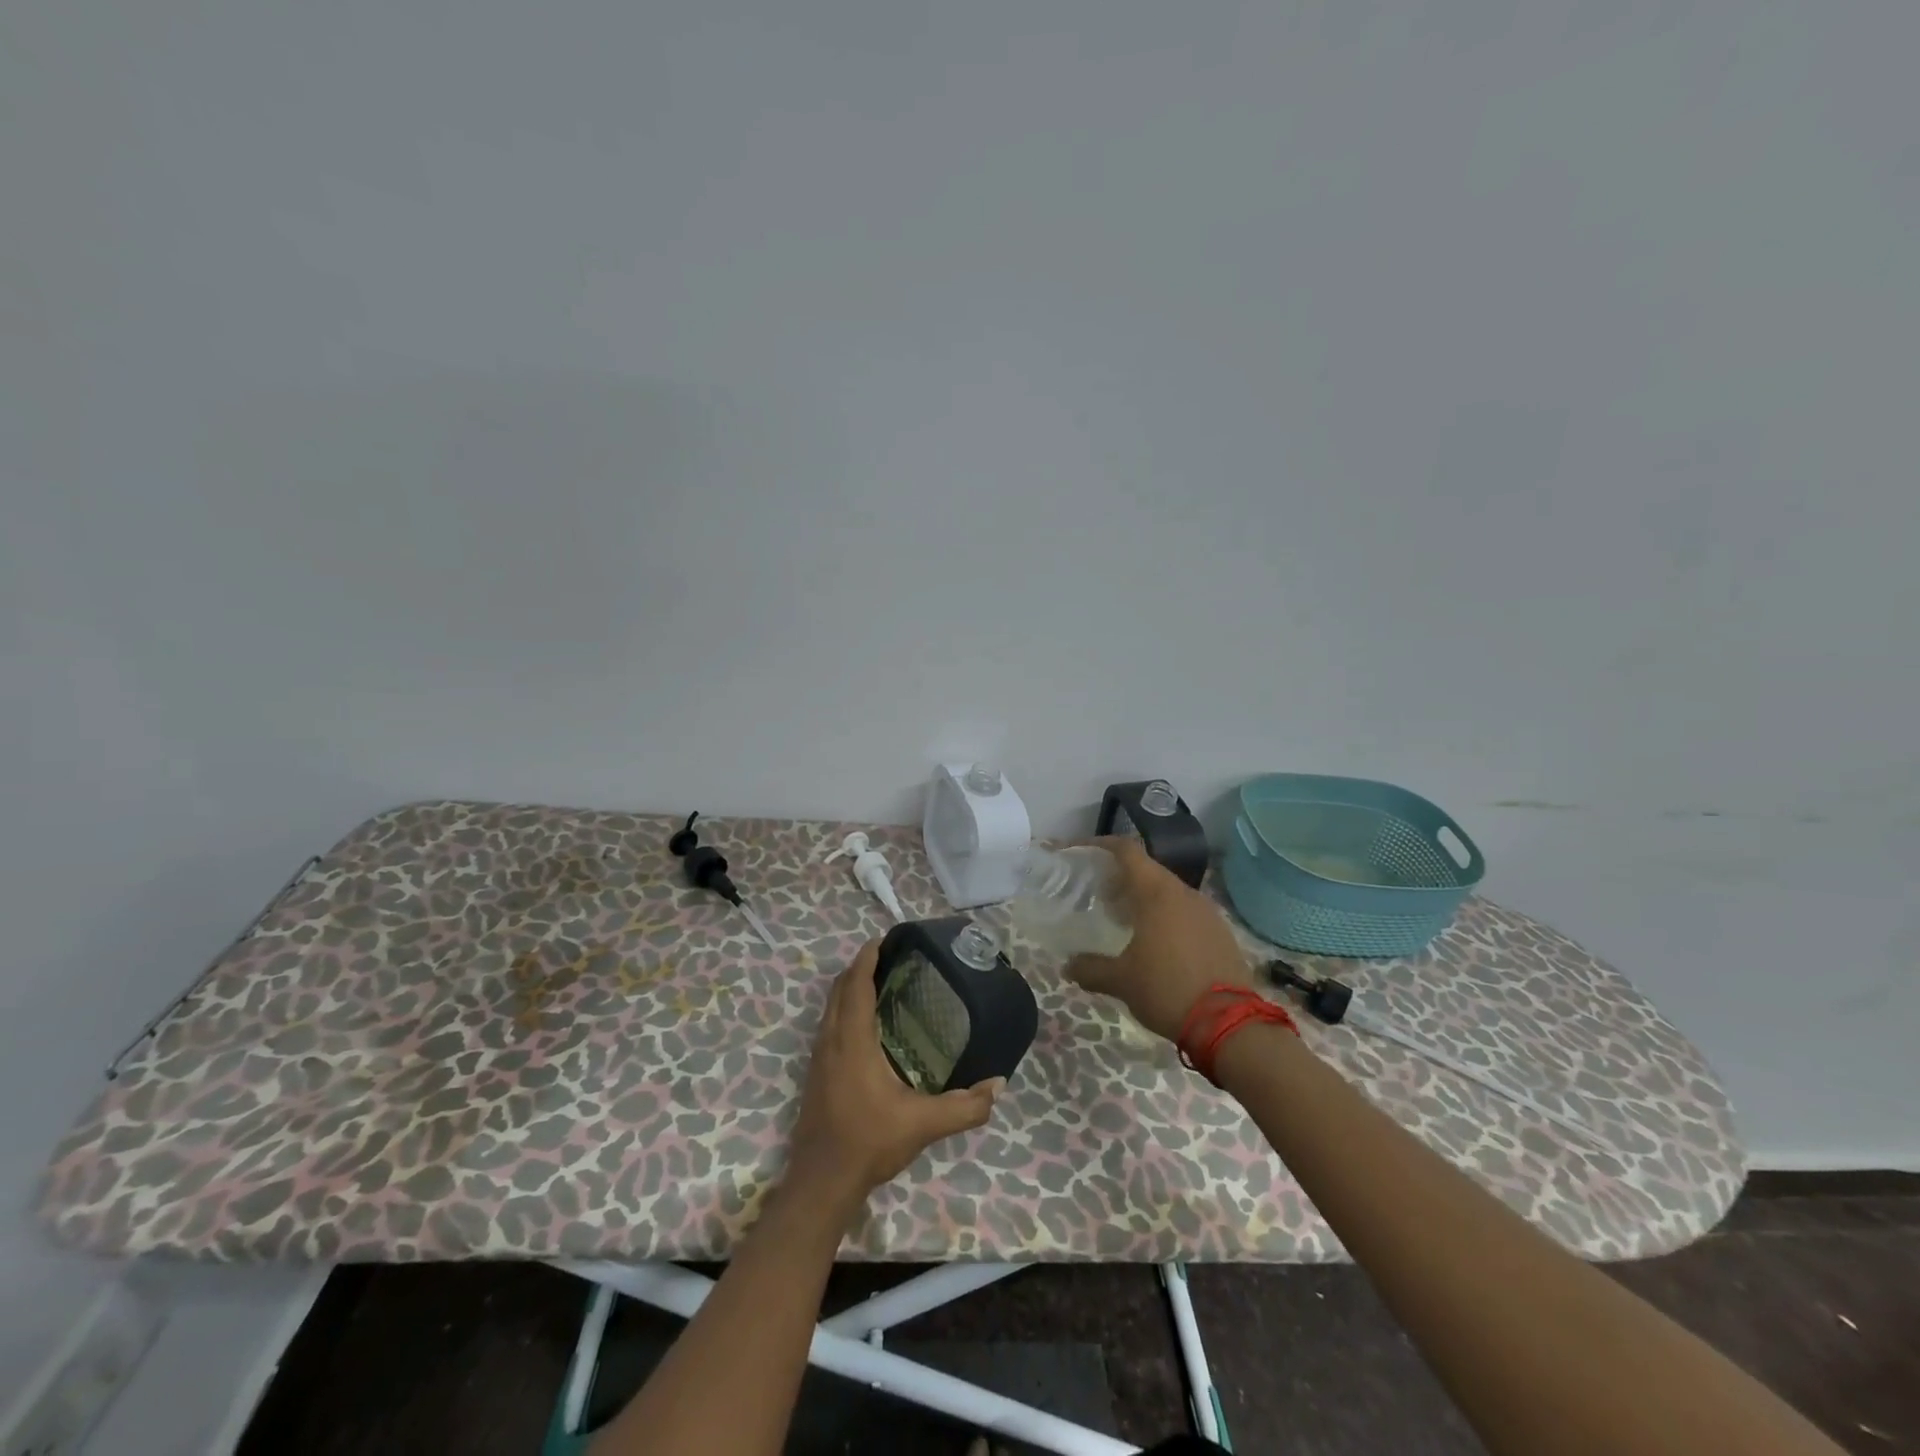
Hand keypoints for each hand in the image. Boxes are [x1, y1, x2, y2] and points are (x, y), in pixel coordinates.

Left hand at [787, 941, 1002, 1206]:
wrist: (821, 1182)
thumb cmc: (869, 1142)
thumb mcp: (923, 1124)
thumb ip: (964, 1106)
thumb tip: (998, 1085)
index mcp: (852, 1041)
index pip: (856, 985)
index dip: (867, 959)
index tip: (883, 939)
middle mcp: (830, 1041)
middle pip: (839, 990)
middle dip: (858, 968)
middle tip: (886, 956)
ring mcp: (818, 1058)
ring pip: (829, 1008)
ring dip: (848, 988)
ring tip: (876, 981)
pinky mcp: (815, 1074)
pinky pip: (827, 1025)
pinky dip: (843, 1009)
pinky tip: (862, 1024)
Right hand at [1066, 838, 1257, 1040]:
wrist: (1230, 1024)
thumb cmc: (1167, 989)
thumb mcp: (1121, 981)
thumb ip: (1090, 968)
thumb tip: (1068, 965)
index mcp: (1156, 893)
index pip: (1127, 850)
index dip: (1100, 845)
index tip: (1080, 853)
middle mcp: (1183, 892)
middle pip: (1147, 869)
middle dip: (1120, 877)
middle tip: (1098, 896)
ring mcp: (1206, 911)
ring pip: (1168, 891)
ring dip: (1144, 898)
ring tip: (1124, 921)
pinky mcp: (1220, 932)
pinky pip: (1186, 911)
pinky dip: (1166, 916)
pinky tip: (1156, 943)